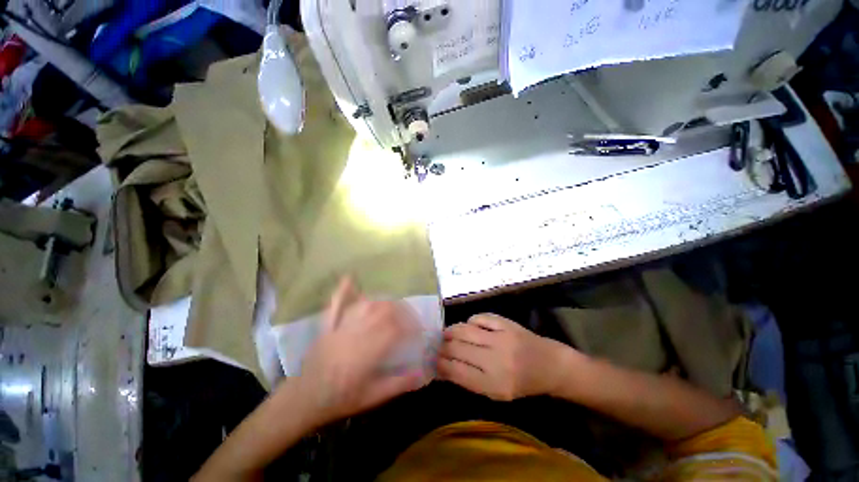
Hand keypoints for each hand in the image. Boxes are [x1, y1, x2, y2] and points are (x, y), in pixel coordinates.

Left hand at [296, 278, 429, 426]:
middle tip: (409, 317)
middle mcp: (356, 334)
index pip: (395, 329)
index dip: (410, 326)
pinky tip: (349, 279)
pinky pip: (336, 305)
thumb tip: (423, 375)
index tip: (418, 330)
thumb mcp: (372, 397)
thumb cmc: (340, 400)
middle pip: (383, 312)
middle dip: (400, 311)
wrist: (303, 401)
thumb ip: (398, 384)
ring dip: (382, 302)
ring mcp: (340, 327)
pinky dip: (343, 291)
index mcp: (367, 353)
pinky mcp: (328, 326)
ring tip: (393, 306)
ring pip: (365, 306)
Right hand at [437, 314, 574, 400]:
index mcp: (493, 384)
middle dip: (442, 348)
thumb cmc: (522, 383)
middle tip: (438, 347)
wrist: (549, 365)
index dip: (440, 365)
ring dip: (450, 331)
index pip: (456, 371)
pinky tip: (469, 327)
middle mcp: (495, 360)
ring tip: (446, 334)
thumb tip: (443, 368)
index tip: (434, 361)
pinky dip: (470, 321)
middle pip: (456, 349)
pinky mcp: (506, 323)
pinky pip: (479, 318)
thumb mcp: (496, 393)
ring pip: (464, 330)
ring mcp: (501, 338)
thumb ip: (469, 381)